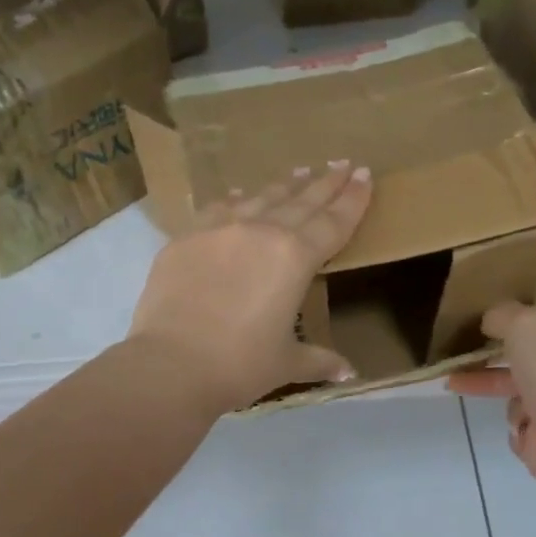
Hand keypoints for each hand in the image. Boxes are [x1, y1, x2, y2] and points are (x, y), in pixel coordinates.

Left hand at [128, 161, 372, 413]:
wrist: (171, 363)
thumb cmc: (239, 365)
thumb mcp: (286, 363)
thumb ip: (319, 359)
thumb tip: (349, 372)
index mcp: (295, 258)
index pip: (333, 223)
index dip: (352, 200)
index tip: (364, 175)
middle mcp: (261, 232)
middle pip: (301, 202)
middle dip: (324, 184)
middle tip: (341, 164)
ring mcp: (219, 230)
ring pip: (260, 199)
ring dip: (284, 187)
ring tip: (299, 173)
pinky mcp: (185, 239)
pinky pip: (218, 210)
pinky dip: (235, 201)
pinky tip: (239, 196)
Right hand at [447, 304, 535, 484]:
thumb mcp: (527, 324)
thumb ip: (504, 315)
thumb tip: (490, 320)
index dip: (525, 328)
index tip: (491, 328)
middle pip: (534, 363)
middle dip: (495, 364)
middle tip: (459, 360)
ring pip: (525, 396)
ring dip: (506, 397)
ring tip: (468, 388)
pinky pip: (526, 428)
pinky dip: (518, 427)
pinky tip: (520, 427)